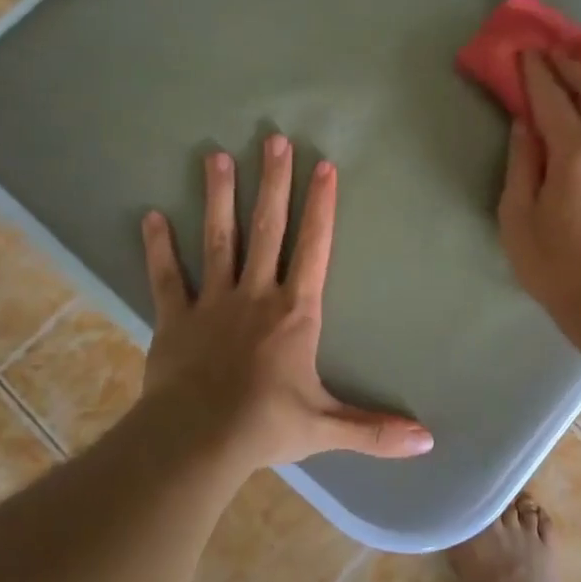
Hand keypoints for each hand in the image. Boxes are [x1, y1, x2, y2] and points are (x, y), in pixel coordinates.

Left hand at [140, 136, 433, 471]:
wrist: (197, 442)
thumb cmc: (266, 426)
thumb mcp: (327, 427)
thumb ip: (376, 430)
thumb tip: (429, 442)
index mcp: (295, 312)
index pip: (314, 248)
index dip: (320, 206)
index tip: (322, 165)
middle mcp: (256, 294)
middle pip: (267, 229)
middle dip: (273, 183)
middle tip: (274, 140)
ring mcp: (212, 302)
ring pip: (218, 240)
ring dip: (218, 197)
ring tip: (216, 156)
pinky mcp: (175, 319)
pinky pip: (166, 277)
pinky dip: (159, 248)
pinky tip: (151, 216)